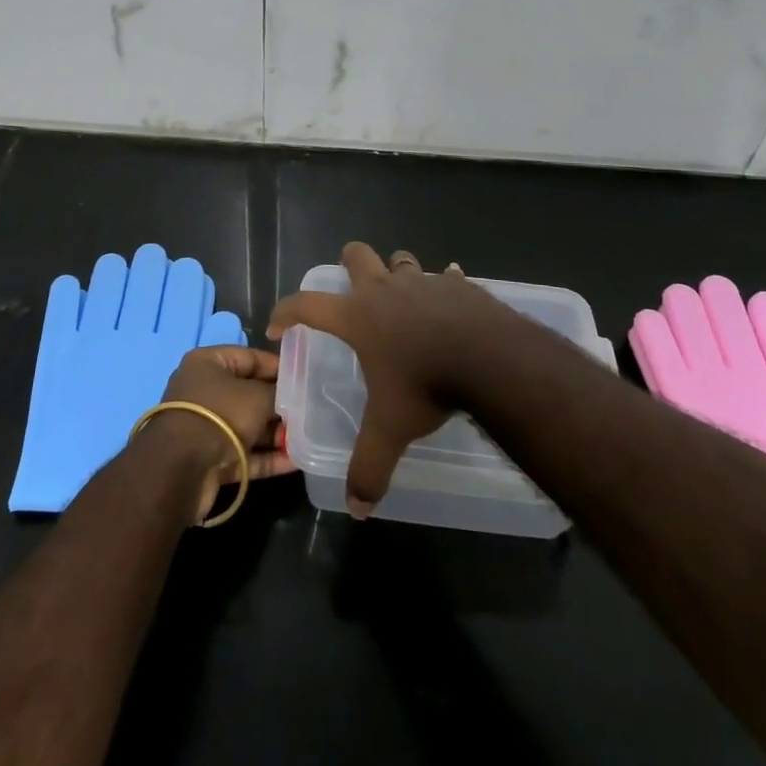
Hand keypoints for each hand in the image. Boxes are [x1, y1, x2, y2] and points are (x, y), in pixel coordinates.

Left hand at [145, 346, 295, 523]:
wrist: (181, 469)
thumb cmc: (220, 414)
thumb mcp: (256, 397)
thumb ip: (278, 394)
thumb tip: (294, 397)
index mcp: (208, 363)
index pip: (250, 357)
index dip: (278, 366)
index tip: (306, 376)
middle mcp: (205, 391)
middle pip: (250, 393)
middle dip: (280, 404)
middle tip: (312, 410)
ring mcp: (207, 426)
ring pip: (248, 426)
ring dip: (277, 433)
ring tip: (311, 437)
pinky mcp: (211, 459)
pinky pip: (245, 453)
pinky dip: (268, 457)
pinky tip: (297, 461)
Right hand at [267, 242, 526, 516]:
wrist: (489, 358)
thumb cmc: (426, 385)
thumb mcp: (391, 429)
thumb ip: (369, 466)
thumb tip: (356, 509)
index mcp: (357, 317)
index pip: (306, 305)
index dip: (285, 312)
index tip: (276, 326)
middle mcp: (385, 290)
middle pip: (356, 255)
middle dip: (349, 263)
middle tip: (351, 288)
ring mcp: (423, 282)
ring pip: (401, 261)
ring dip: (397, 273)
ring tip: (403, 297)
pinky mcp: (458, 285)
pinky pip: (446, 278)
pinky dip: (444, 287)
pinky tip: (451, 301)